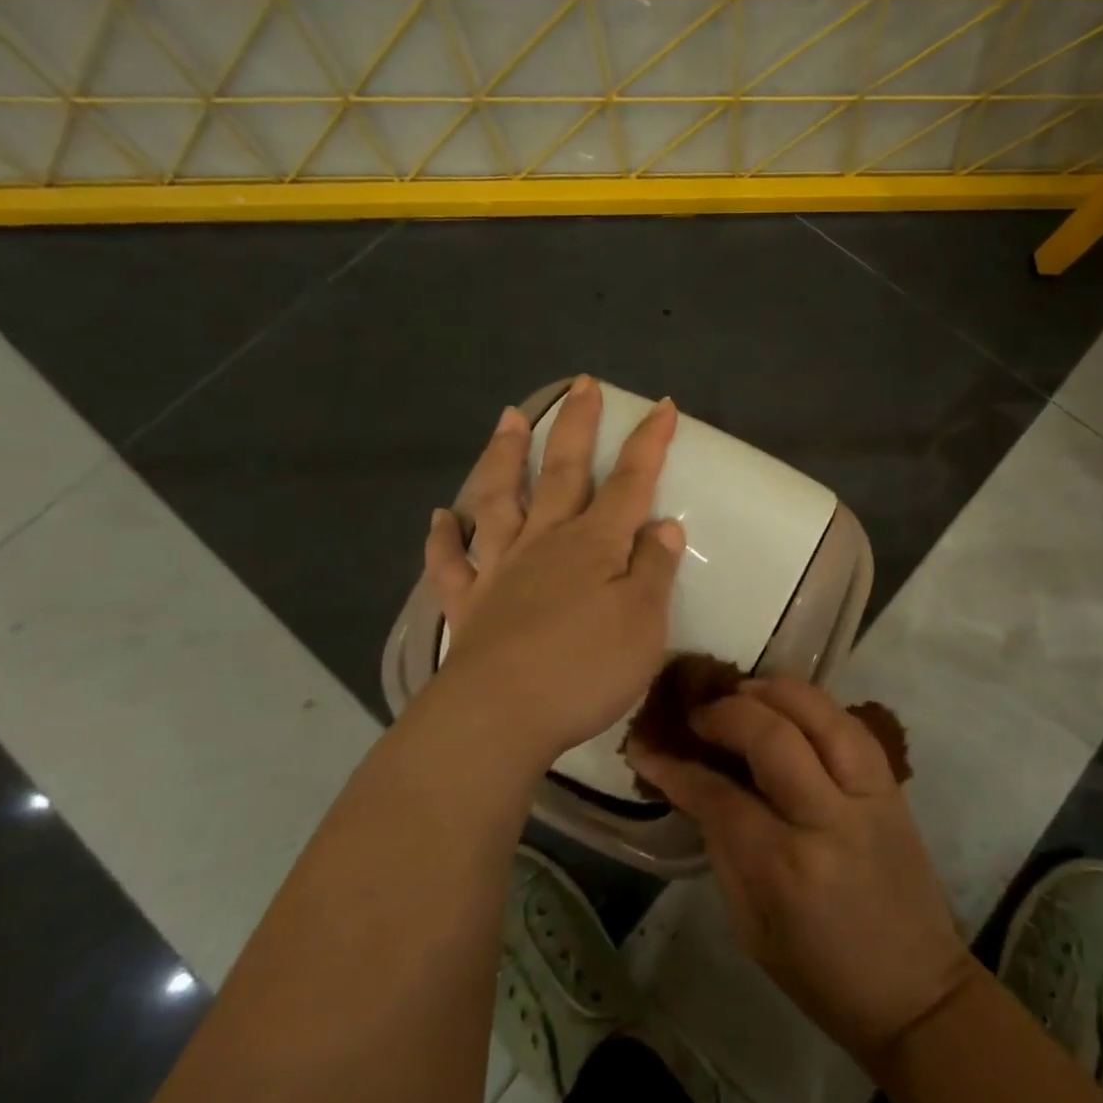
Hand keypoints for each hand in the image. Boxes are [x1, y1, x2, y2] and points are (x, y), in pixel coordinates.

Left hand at [420, 376, 684, 769]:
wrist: (500, 717)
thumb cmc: (585, 669)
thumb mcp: (644, 622)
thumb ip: (654, 569)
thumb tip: (662, 524)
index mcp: (595, 544)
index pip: (631, 481)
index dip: (649, 442)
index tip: (662, 405)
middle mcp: (546, 542)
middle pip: (564, 472)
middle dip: (577, 426)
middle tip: (582, 385)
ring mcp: (502, 569)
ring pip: (502, 500)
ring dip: (505, 458)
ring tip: (507, 419)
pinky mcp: (469, 604)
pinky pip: (451, 564)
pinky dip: (443, 539)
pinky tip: (439, 517)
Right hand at [627, 677, 975, 1069]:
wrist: (917, 990)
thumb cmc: (821, 973)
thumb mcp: (750, 928)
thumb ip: (722, 849)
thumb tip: (694, 787)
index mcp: (784, 867)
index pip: (719, 796)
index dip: (676, 767)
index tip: (648, 747)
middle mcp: (827, 818)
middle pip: (772, 735)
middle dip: (725, 712)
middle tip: (698, 714)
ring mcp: (867, 793)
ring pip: (819, 713)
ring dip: (774, 690)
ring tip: (742, 692)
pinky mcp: (892, 784)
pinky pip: (850, 723)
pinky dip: (813, 704)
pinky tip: (788, 705)